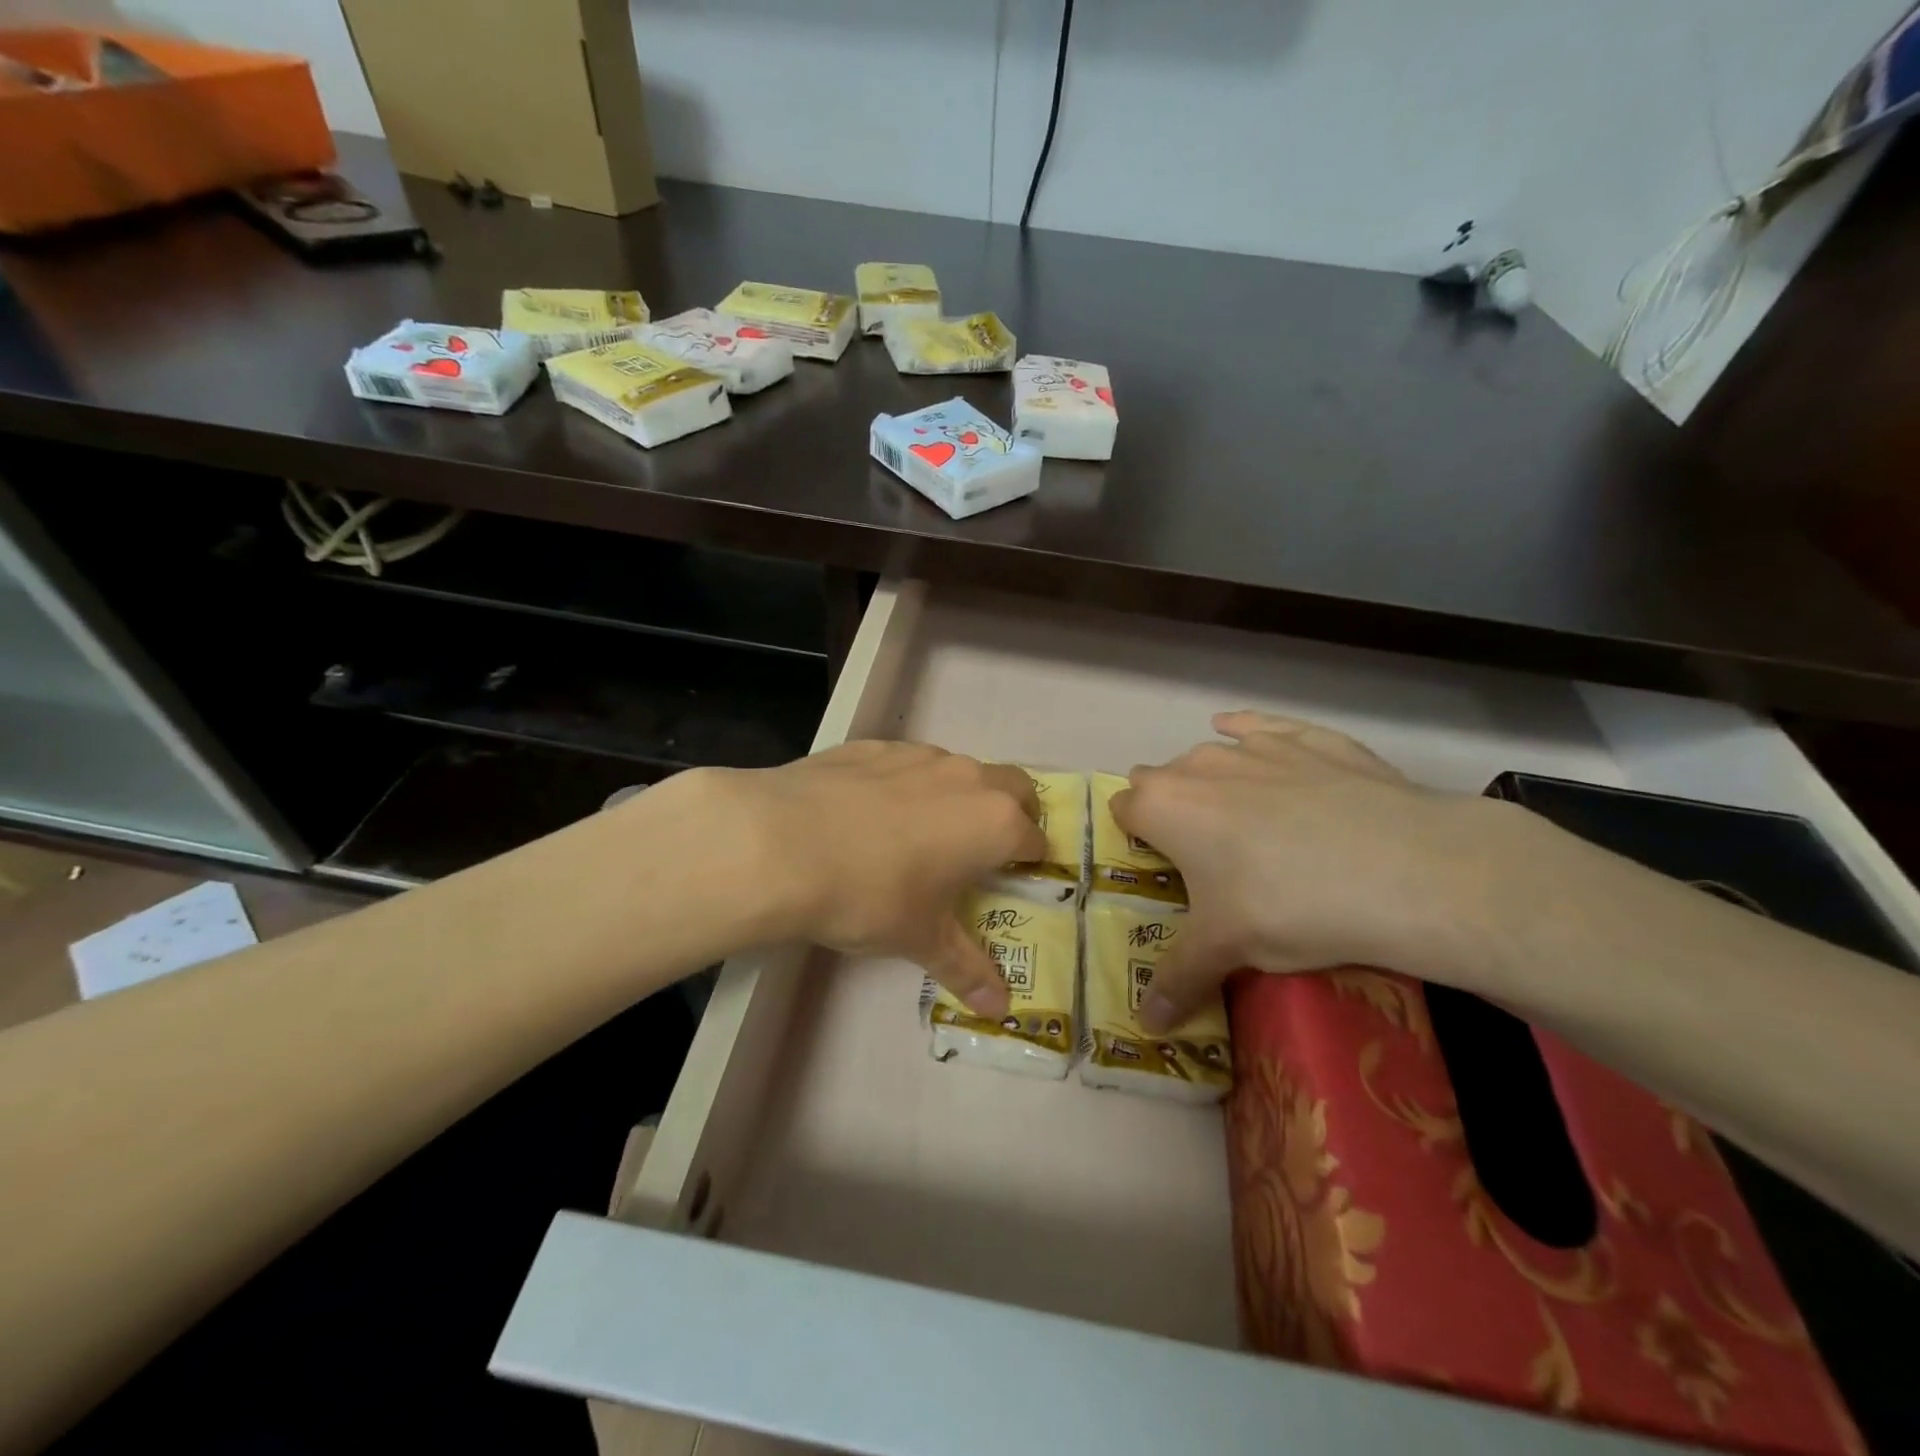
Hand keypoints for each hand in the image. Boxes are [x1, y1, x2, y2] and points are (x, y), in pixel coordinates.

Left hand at [666, 743, 1044, 1015]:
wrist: (780, 844)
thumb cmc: (869, 896)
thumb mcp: (920, 939)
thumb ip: (967, 969)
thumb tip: (1001, 1011)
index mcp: (994, 823)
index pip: (1035, 839)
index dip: (1030, 862)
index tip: (1014, 879)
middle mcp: (966, 778)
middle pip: (1014, 787)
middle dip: (1012, 814)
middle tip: (984, 849)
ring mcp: (918, 755)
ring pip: (958, 770)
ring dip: (958, 796)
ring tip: (921, 833)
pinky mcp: (873, 746)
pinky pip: (907, 763)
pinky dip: (906, 784)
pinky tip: (869, 814)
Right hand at [1112, 712, 1507, 1031]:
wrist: (1406, 871)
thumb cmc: (1290, 907)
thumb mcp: (1227, 949)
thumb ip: (1178, 980)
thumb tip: (1146, 1028)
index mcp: (1165, 806)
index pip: (1124, 809)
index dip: (1135, 837)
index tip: (1158, 866)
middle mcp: (1199, 765)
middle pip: (1160, 778)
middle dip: (1170, 809)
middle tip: (1203, 856)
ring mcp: (1256, 745)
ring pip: (1211, 755)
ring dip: (1212, 781)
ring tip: (1243, 820)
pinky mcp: (1309, 738)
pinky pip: (1264, 726)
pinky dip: (1253, 735)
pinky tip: (1256, 743)